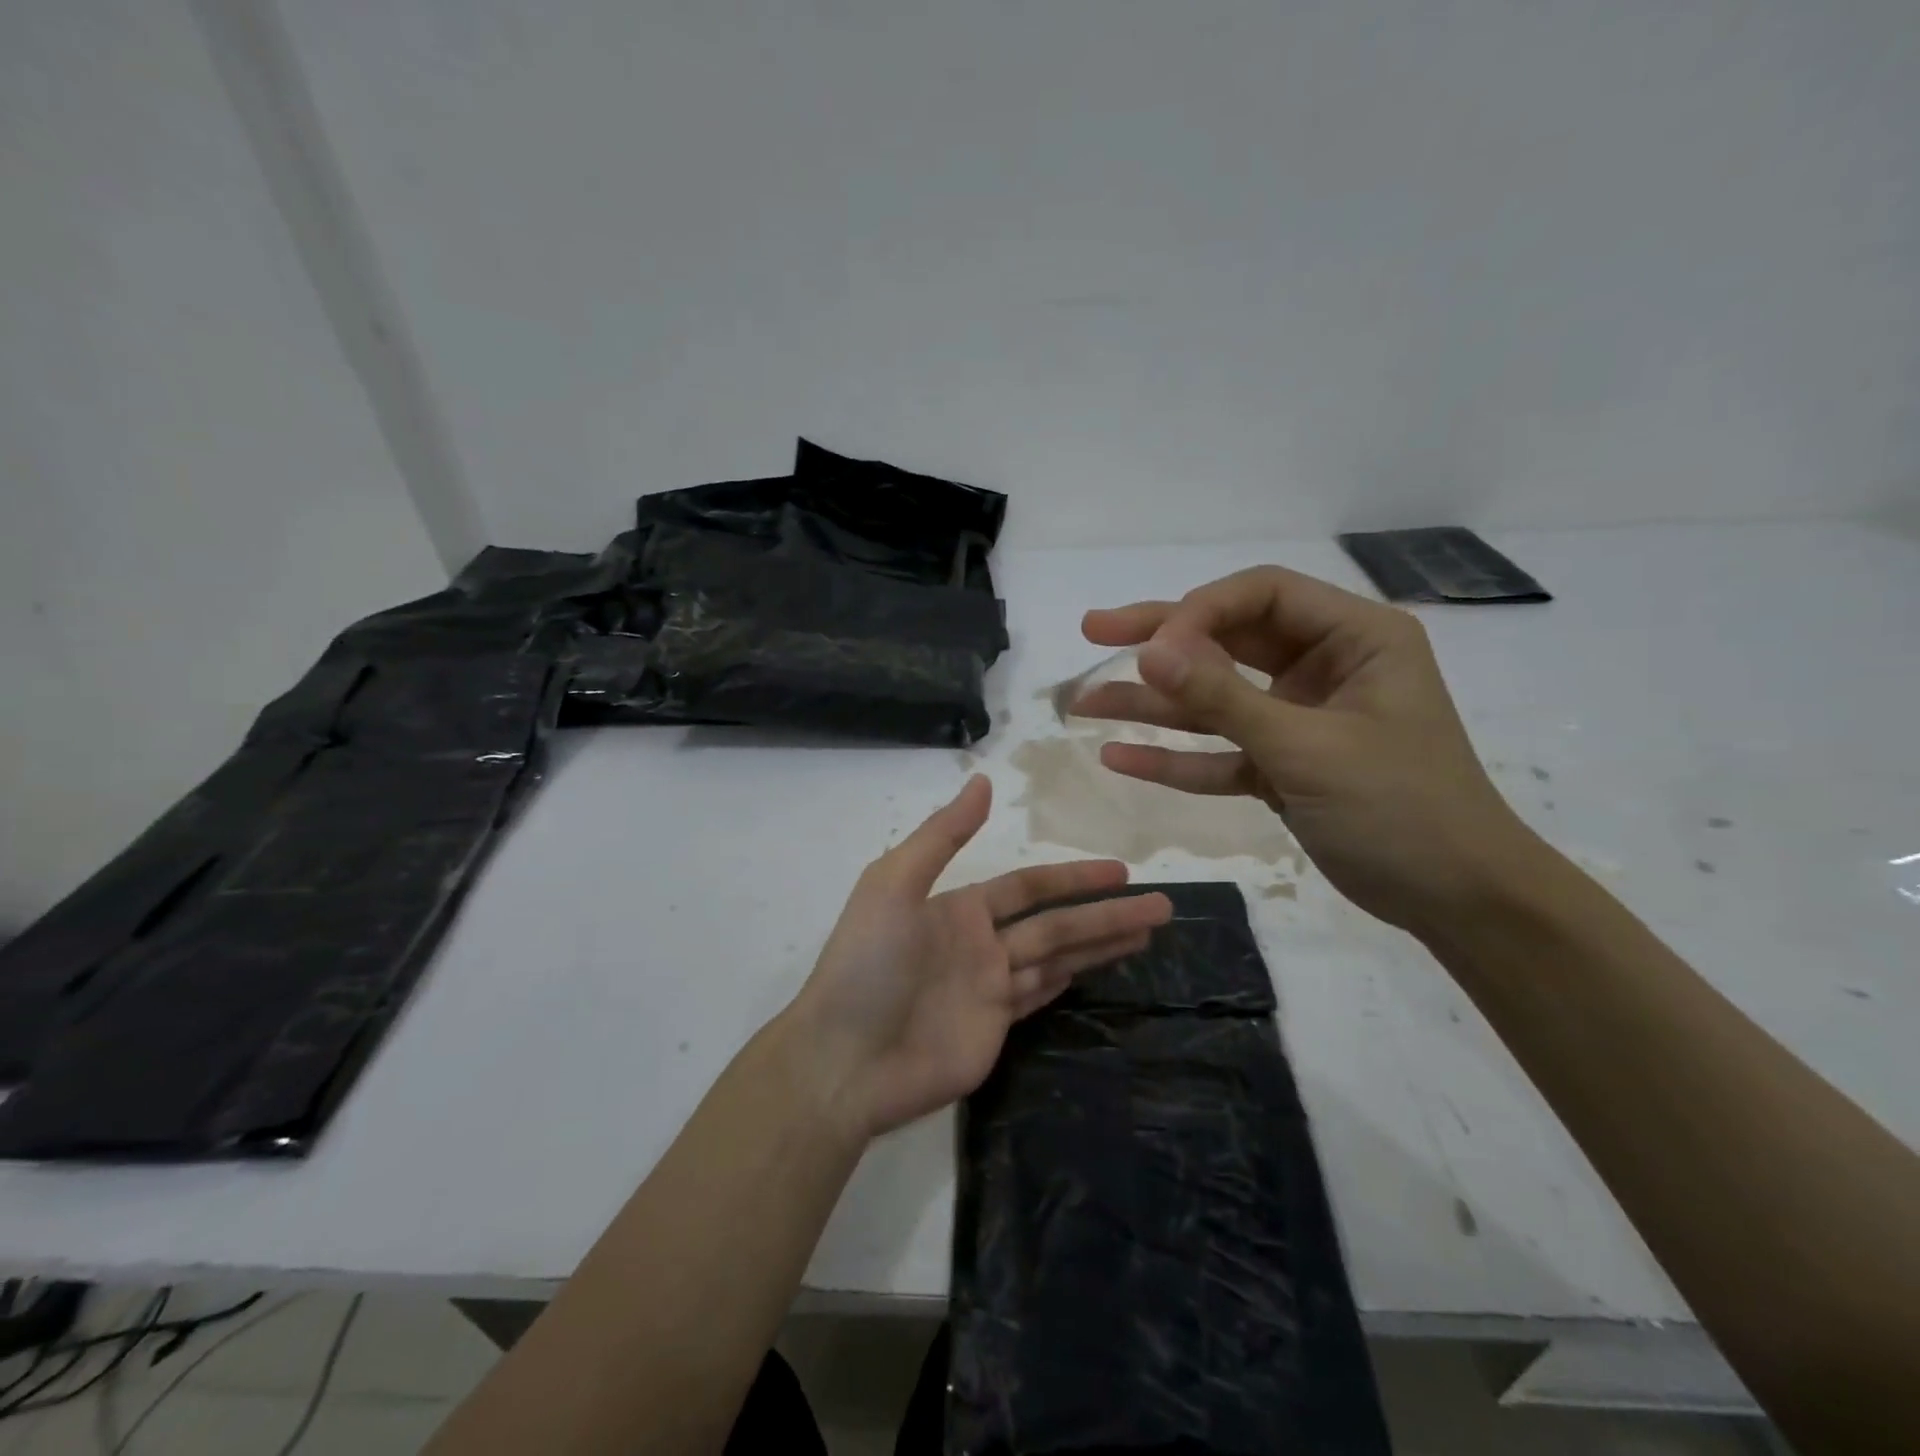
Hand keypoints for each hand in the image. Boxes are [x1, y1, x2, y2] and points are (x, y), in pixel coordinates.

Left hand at [787, 776, 1171, 1138]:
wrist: (844, 1058)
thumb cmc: (867, 964)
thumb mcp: (894, 883)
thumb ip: (942, 835)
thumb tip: (985, 781)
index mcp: (958, 907)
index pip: (1029, 886)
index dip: (1073, 877)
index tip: (1120, 871)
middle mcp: (980, 943)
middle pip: (1057, 923)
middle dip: (1107, 913)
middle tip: (1161, 905)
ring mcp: (989, 988)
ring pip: (1058, 958)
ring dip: (1102, 944)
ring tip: (1150, 931)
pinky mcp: (994, 1029)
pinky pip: (1040, 995)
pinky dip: (1071, 979)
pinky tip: (1102, 966)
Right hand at [1076, 565, 1532, 935]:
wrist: (1457, 900)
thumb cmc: (1402, 807)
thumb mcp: (1307, 747)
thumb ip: (1223, 698)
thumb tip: (1148, 653)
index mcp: (1354, 637)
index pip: (1260, 596)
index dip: (1197, 612)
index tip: (1148, 650)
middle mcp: (1322, 666)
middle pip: (1226, 639)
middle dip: (1158, 642)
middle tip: (1092, 631)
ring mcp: (1297, 718)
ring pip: (1213, 699)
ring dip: (1152, 705)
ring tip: (1083, 703)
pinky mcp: (1280, 765)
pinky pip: (1219, 752)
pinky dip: (1175, 757)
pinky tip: (1119, 756)